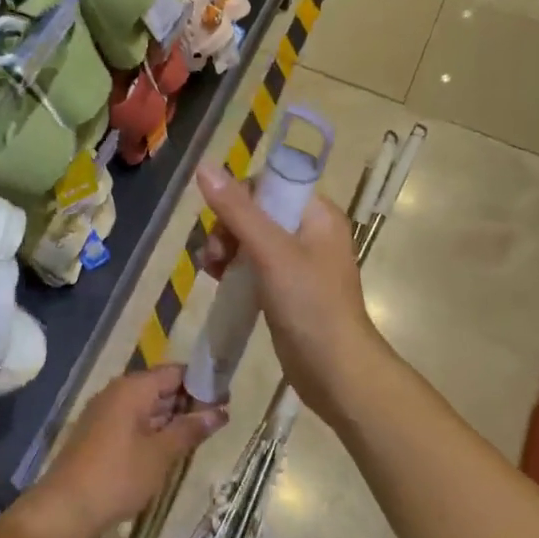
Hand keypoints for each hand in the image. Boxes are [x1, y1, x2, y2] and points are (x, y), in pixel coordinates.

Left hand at [14, 366, 227, 537]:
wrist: (64, 509)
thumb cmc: (117, 476)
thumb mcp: (161, 454)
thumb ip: (190, 429)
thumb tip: (220, 411)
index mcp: (132, 388)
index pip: (175, 371)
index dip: (202, 382)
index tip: (226, 398)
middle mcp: (117, 392)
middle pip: (160, 386)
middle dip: (189, 401)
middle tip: (219, 418)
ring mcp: (105, 412)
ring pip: (147, 405)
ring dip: (172, 417)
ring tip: (202, 433)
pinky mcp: (99, 433)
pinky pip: (134, 420)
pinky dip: (154, 428)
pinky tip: (171, 446)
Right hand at [196, 163, 388, 425]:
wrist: (335, 370)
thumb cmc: (309, 304)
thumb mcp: (271, 251)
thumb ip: (237, 209)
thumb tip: (204, 167)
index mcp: (317, 214)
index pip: (270, 183)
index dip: (240, 197)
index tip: (221, 222)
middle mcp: (310, 232)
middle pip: (256, 211)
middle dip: (227, 227)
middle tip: (215, 255)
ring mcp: (298, 263)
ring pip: (250, 239)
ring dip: (225, 249)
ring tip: (211, 271)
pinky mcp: (286, 289)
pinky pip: (253, 265)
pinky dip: (233, 269)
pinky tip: (217, 281)